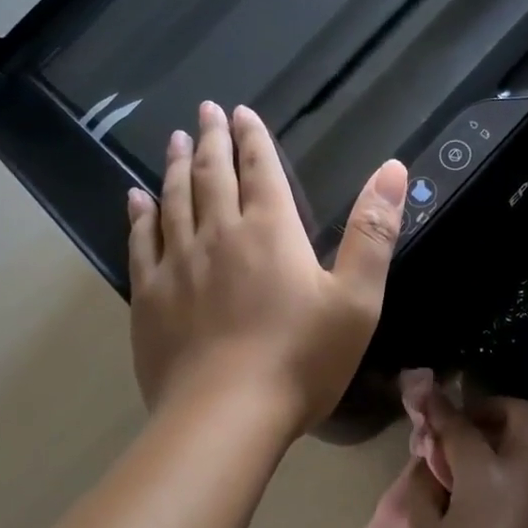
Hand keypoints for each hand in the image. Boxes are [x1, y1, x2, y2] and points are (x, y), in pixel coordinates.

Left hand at [127, 101, 407, 434]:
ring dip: (175, 167)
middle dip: (212, 140)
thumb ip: (373, 232)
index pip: (259, 170)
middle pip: (212, 176)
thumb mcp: (357, 299)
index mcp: (270, 232)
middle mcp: (219, 235)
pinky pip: (141, 242)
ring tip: (175, 141)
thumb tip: (392, 168)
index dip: (252, 138)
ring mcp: (178, 264)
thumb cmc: (301, 359)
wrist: (226, 416)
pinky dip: (139, 215)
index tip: (240, 112)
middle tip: (204, 112)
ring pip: (174, 201)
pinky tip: (135, 199)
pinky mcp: (150, 296)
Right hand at [404, 391, 527, 527]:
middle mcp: (525, 476)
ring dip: (498, 438)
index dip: (439, 408)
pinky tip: (475, 494)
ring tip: (458, 464)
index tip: (423, 395)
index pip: (462, 425)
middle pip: (519, 416)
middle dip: (488, 410)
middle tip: (456, 429)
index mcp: (490, 474)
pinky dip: (505, 466)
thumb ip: (424, 491)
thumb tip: (430, 465)